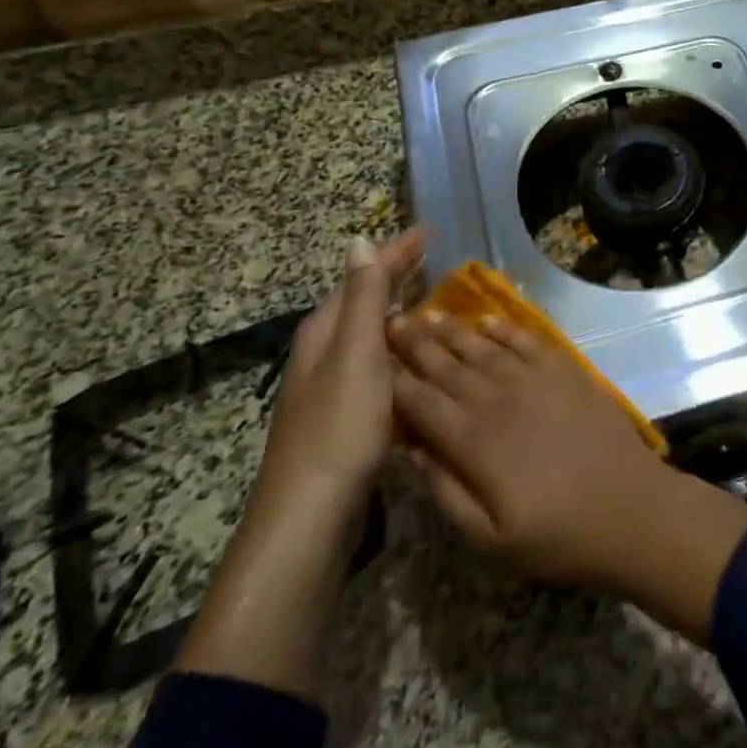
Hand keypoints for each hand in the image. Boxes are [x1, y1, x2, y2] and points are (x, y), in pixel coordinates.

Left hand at [256, 227, 424, 524]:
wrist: (311, 517)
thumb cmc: (338, 427)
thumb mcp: (356, 354)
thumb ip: (362, 299)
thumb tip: (358, 241)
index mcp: (325, 333)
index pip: (363, 277)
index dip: (395, 253)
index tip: (429, 231)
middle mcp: (325, 354)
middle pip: (363, 302)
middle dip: (395, 277)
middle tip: (434, 258)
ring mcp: (333, 388)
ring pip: (371, 335)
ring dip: (400, 312)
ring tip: (435, 299)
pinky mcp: (347, 417)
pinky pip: (379, 365)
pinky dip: (400, 349)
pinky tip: (420, 358)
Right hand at [389, 310, 746, 644]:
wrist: (630, 508)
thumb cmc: (557, 535)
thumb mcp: (489, 539)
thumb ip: (445, 492)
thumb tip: (412, 450)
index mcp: (473, 441)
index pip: (420, 403)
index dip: (394, 380)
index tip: (372, 358)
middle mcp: (497, 398)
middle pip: (446, 365)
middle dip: (415, 343)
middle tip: (392, 320)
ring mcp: (534, 378)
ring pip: (482, 347)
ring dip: (452, 330)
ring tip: (427, 313)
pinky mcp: (565, 369)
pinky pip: (526, 339)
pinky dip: (503, 328)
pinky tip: (487, 320)